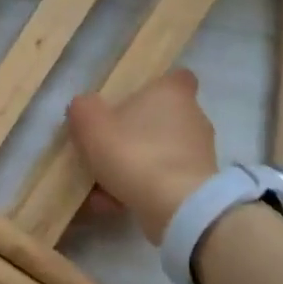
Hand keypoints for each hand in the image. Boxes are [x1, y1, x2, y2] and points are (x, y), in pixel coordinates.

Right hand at [66, 68, 219, 241]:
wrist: (175, 205)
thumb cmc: (133, 152)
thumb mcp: (91, 125)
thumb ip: (83, 109)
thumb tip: (84, 106)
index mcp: (172, 93)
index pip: (175, 78)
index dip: (154, 88)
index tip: (130, 103)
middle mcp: (193, 117)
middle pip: (161, 119)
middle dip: (134, 134)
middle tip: (104, 150)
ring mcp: (200, 153)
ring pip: (158, 153)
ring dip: (133, 167)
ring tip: (101, 189)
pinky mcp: (199, 184)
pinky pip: (162, 180)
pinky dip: (141, 189)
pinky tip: (113, 205)